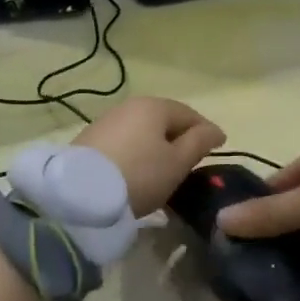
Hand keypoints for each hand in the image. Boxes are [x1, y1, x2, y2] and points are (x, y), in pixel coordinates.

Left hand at [72, 97, 226, 216]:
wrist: (80, 195)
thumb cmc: (140, 175)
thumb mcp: (178, 163)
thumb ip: (200, 143)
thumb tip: (215, 130)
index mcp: (154, 106)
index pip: (189, 114)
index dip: (206, 131)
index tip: (219, 149)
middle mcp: (129, 106)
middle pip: (164, 120)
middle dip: (180, 137)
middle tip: (192, 161)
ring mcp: (106, 121)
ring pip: (142, 131)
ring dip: (157, 146)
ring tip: (164, 169)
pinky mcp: (89, 141)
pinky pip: (124, 142)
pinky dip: (137, 153)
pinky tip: (138, 171)